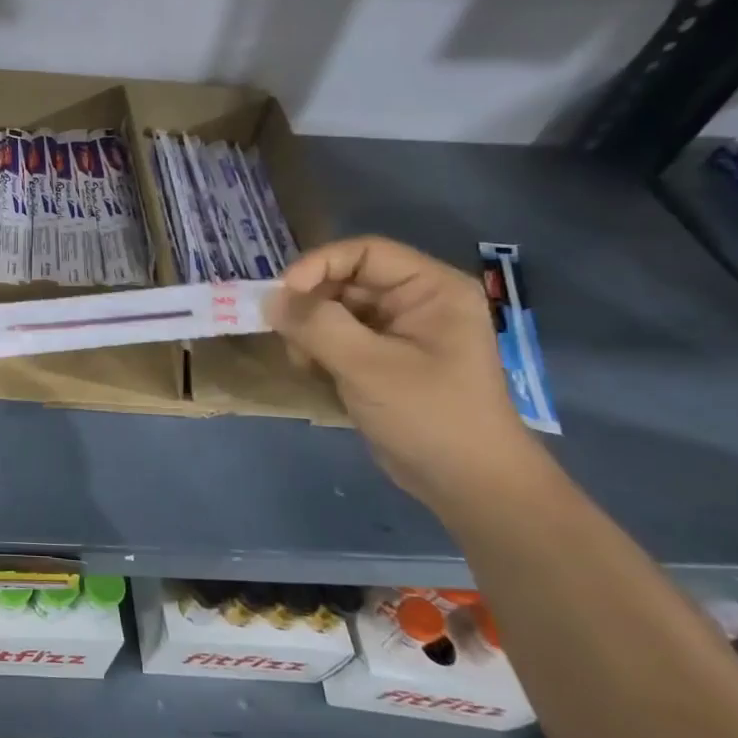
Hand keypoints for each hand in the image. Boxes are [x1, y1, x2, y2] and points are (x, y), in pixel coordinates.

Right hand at [266, 237, 550, 513]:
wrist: (468, 485)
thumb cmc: (429, 416)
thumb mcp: (368, 366)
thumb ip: (316, 325)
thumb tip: (269, 299)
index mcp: (431, 289)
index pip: (364, 252)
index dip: (318, 265)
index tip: (283, 295)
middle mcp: (416, 301)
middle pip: (345, 280)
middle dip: (311, 305)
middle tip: (287, 336)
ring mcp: (399, 331)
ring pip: (335, 309)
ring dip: (310, 331)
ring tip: (304, 362)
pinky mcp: (383, 358)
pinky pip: (338, 336)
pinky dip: (318, 350)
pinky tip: (315, 374)